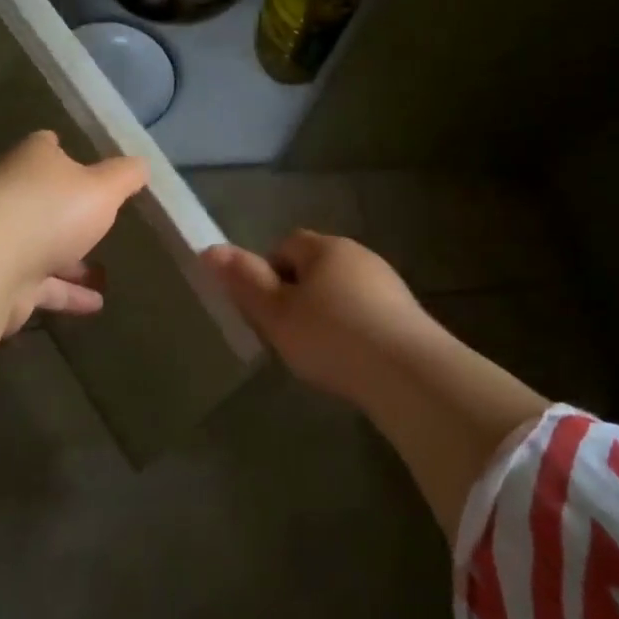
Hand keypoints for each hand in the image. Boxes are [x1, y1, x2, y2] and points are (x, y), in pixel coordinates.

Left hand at [0, 131, 148, 332]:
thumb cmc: (51, 211)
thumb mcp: (103, 188)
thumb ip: (126, 176)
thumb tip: (142, 164)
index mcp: (33, 161)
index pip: (47, 147)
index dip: (65, 152)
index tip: (85, 162)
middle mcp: (13, 194)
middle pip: (44, 199)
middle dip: (70, 212)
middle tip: (101, 223)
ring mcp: (4, 239)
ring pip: (43, 246)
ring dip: (71, 260)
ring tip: (104, 273)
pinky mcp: (3, 280)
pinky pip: (42, 285)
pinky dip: (67, 294)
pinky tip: (95, 305)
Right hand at [202, 230, 436, 404]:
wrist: (408, 373)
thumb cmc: (331, 337)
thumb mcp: (276, 313)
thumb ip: (243, 281)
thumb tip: (209, 250)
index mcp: (325, 248)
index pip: (285, 245)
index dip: (268, 274)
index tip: (266, 311)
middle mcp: (358, 255)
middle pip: (315, 267)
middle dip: (298, 294)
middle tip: (288, 335)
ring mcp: (387, 283)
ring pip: (343, 290)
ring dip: (327, 313)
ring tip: (319, 353)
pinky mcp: (407, 314)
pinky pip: (367, 313)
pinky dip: (354, 330)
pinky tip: (351, 361)